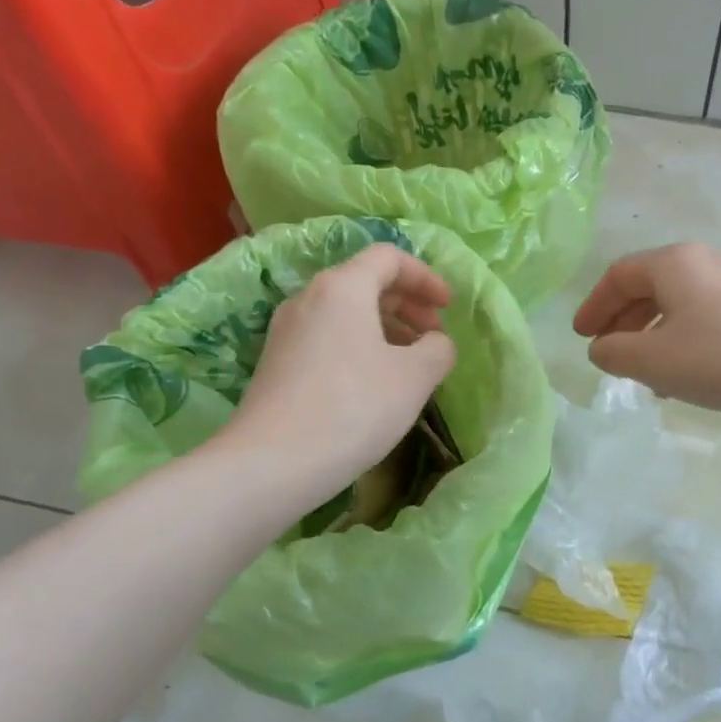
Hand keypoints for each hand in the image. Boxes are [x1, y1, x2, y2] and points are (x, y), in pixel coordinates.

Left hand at [225, 244, 456, 501]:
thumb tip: (435, 342)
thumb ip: (438, 348)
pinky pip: (328, 337)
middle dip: (408, 303)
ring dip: (386, 327)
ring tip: (410, 363)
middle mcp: (309, 297)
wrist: (271, 464)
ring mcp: (287, 331)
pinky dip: (360, 345)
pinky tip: (375, 383)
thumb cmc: (353, 408)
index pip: (389, 257)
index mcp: (342, 287)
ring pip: (346, 312)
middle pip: (366, 282)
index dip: (426, 277)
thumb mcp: (415, 377)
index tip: (449, 307)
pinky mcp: (277, 362)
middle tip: (434, 334)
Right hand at [572, 243, 720, 415]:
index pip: (618, 275)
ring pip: (677, 305)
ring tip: (644, 372)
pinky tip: (687, 375)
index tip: (581, 337)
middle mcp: (703, 264)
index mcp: (673, 264)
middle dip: (622, 321)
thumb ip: (615, 353)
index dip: (593, 306)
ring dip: (652, 335)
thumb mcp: (656, 361)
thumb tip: (603, 348)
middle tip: (608, 353)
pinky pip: (704, 319)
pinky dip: (682, 341)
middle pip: (648, 286)